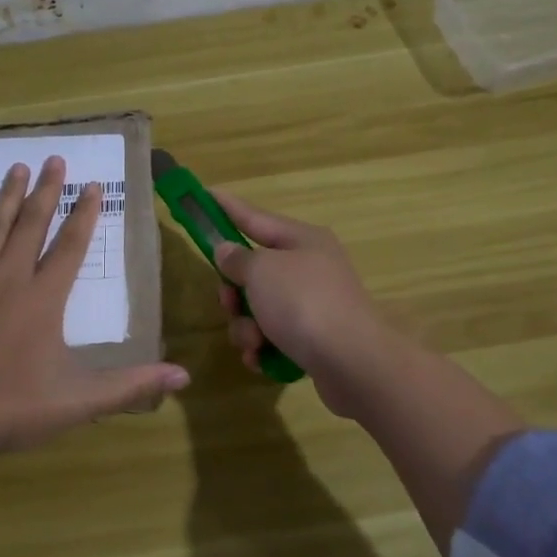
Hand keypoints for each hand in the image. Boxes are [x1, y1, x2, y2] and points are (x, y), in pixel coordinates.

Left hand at [0, 156, 189, 454]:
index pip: (70, 246)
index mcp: (44, 299)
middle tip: (53, 159)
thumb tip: (183, 375)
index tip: (93, 184)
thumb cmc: (16, 408)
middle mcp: (8, 280)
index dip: (84, 214)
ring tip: (15, 169)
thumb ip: (132, 385)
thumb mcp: (82, 400)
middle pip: (30, 226)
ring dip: (4, 200)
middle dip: (45, 192)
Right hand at [210, 191, 404, 417]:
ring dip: (246, 327)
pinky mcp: (312, 339)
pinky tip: (261, 359)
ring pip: (259, 308)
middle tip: (229, 303)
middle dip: (234, 292)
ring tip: (255, 341)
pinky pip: (272, 337)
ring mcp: (313, 305)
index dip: (226, 208)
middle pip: (254, 271)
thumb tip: (227, 250)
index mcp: (302, 240)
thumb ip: (237, 259)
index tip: (204, 194)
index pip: (254, 217)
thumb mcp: (262, 271)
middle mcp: (309, 268)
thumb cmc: (303, 303)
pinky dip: (262, 347)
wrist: (352, 362)